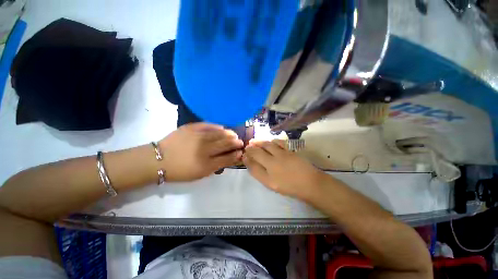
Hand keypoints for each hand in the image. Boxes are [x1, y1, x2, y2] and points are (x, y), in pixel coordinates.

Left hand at [159, 123, 243, 181]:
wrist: (158, 160)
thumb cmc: (182, 170)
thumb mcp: (202, 173)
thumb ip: (219, 164)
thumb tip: (233, 156)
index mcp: (206, 162)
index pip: (227, 156)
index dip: (236, 153)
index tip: (241, 151)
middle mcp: (203, 148)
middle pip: (225, 143)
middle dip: (235, 142)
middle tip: (239, 141)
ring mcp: (197, 136)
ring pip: (219, 133)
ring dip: (229, 134)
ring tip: (233, 134)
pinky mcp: (190, 127)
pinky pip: (207, 125)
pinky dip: (217, 126)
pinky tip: (222, 127)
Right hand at [243, 140, 325, 199]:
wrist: (310, 183)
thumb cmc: (289, 186)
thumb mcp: (269, 183)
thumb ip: (257, 171)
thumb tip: (247, 160)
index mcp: (268, 167)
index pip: (253, 158)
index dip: (247, 156)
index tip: (244, 154)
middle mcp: (273, 158)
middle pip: (259, 150)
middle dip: (252, 147)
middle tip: (248, 145)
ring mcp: (282, 153)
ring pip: (268, 144)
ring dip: (260, 142)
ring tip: (255, 141)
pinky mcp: (290, 150)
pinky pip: (280, 142)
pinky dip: (273, 141)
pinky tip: (271, 142)